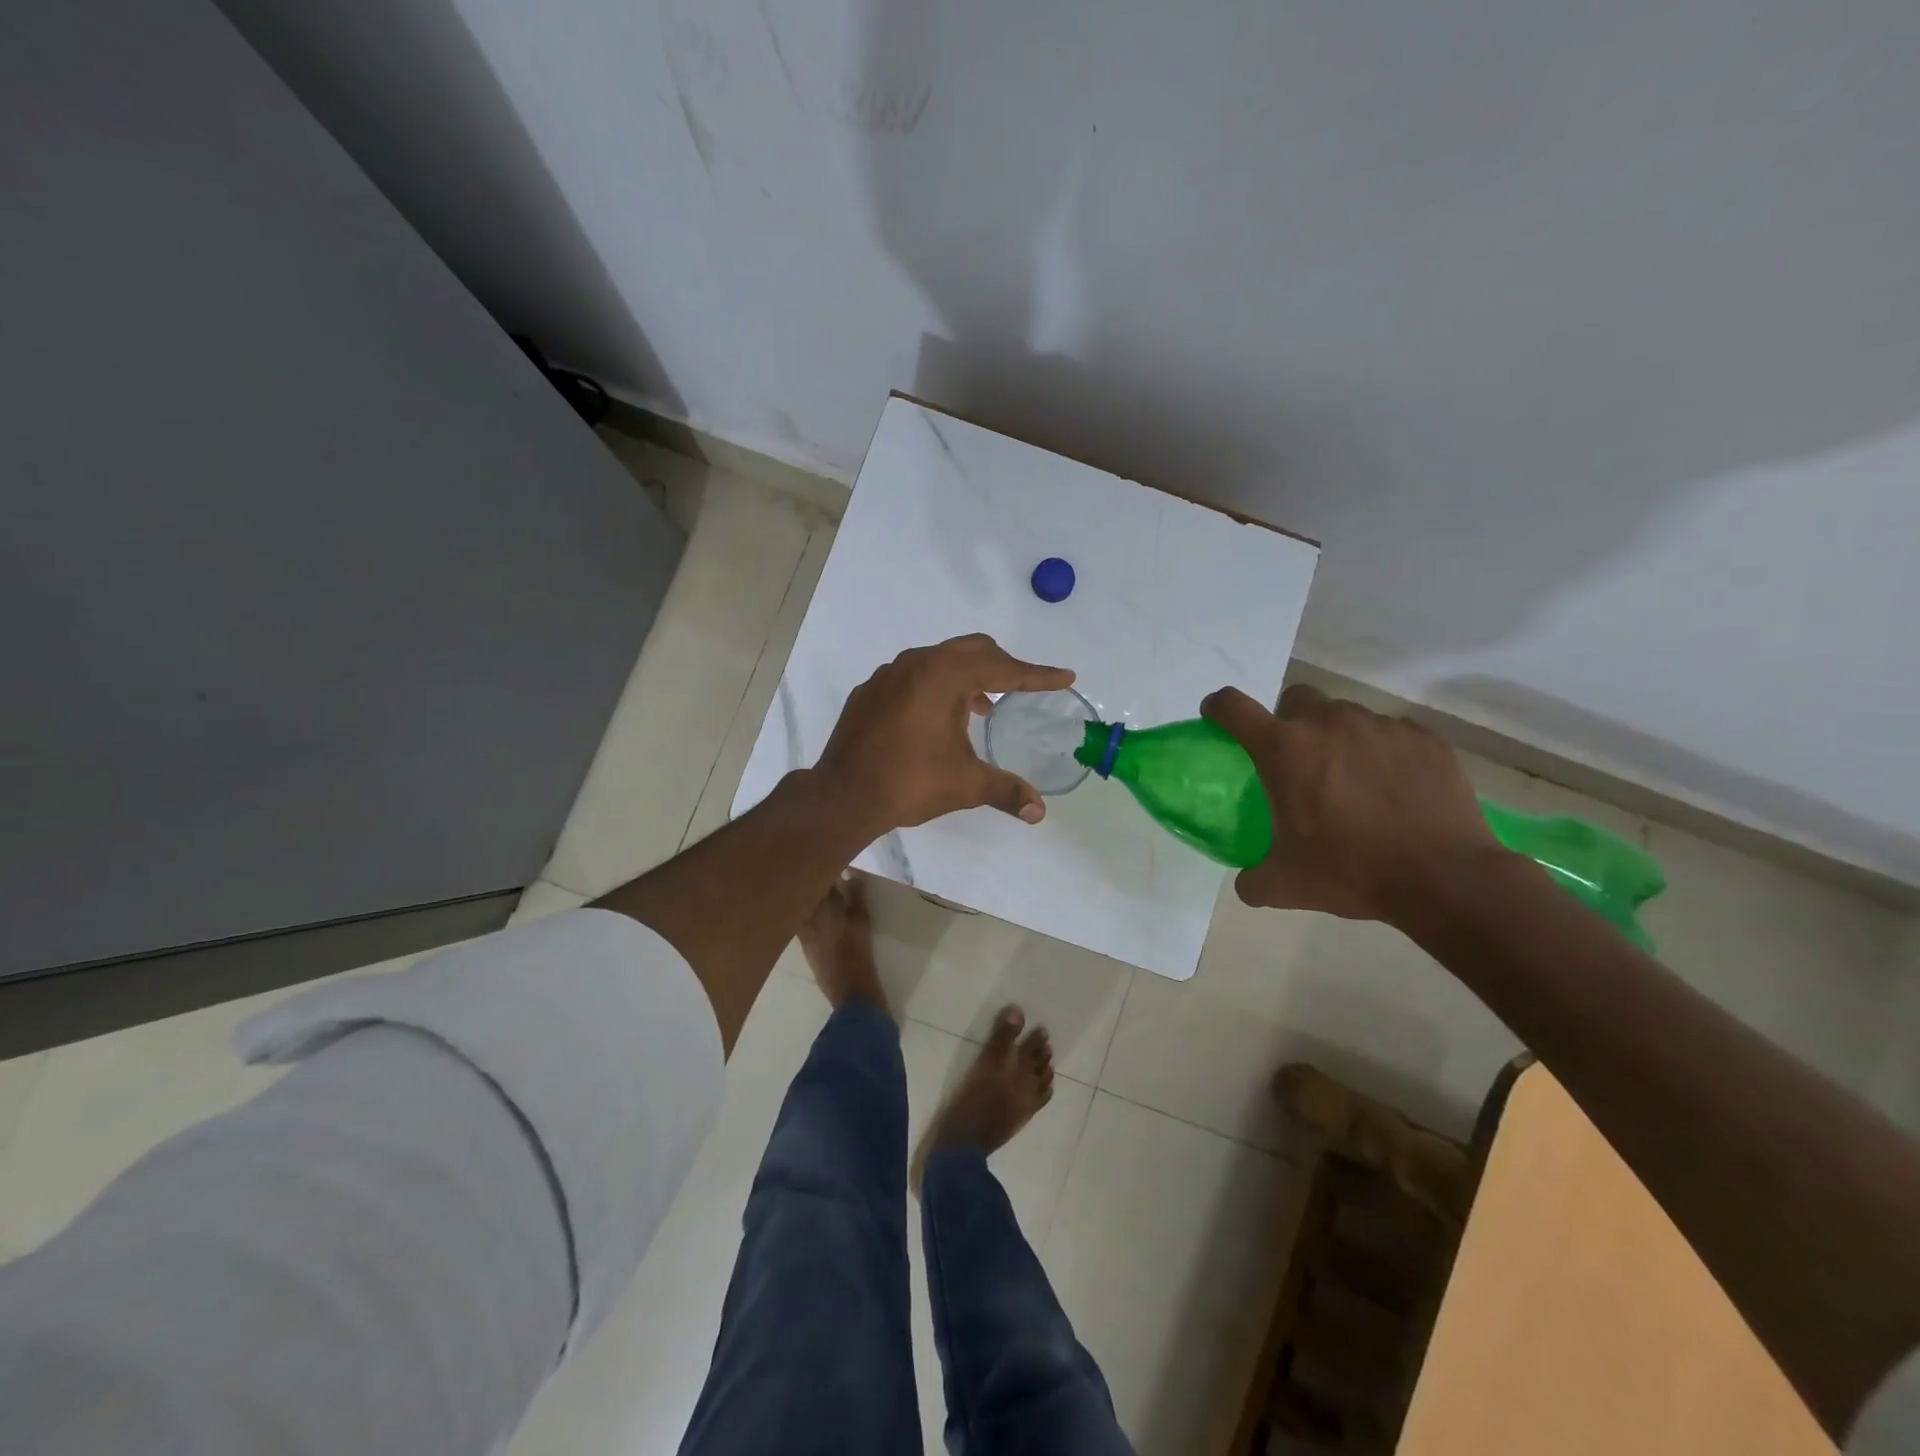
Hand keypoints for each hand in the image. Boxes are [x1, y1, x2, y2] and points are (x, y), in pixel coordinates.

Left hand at [817, 634, 1074, 832]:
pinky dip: (936, 686)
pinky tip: (937, 717)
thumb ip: (1006, 790)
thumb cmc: (909, 783)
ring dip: (968, 675)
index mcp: (945, 676)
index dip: (1038, 675)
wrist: (843, 795)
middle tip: (1025, 686)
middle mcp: (917, 663)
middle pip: (973, 650)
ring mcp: (888, 674)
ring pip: (940, 659)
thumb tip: (1039, 812)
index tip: (1065, 677)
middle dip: (1004, 665)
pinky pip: (913, 675)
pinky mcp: (870, 691)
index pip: (1004, 668)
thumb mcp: (966, 784)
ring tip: (984, 706)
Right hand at [1201, 682, 1500, 923]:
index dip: (1219, 708)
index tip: (1218, 718)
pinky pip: (1392, 733)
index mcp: (1285, 750)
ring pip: (1346, 716)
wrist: (1445, 878)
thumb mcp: (1286, 885)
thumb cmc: (1352, 872)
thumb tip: (1246, 881)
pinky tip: (1396, 789)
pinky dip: (1384, 753)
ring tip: (1355, 782)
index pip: (1233, 707)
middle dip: (1290, 721)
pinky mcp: (1424, 737)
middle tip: (1301, 762)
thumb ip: (1253, 878)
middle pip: (1296, 699)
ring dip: (1340, 739)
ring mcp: (1380, 726)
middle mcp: (1328, 724)